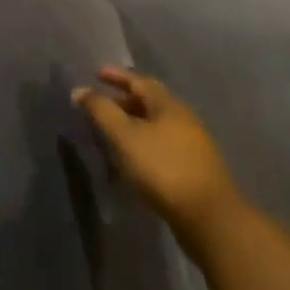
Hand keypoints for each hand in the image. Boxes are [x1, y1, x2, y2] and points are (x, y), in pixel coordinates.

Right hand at [74, 68, 237, 239]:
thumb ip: (101, 111)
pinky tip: (133, 157)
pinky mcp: (194, 167)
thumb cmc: (162, 168)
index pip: (140, 81)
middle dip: (124, 100)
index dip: (117, 76)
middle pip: (150, 102)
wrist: (208, 216)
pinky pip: (162, 144)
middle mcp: (184, 119)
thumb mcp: (125, 136)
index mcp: (168, 105)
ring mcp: (192, 144)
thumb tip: (80, 90)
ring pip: (157, 124)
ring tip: (112, 132)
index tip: (96, 73)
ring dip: (133, 123)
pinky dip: (143, 142)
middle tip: (100, 106)